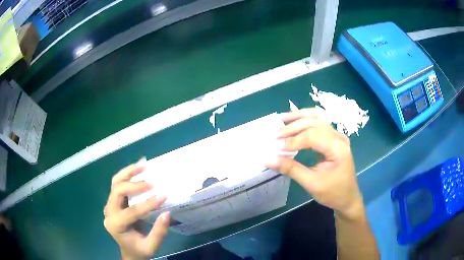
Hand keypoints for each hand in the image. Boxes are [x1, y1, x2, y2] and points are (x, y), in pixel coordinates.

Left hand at [103, 159, 170, 259]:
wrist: (129, 250)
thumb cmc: (139, 249)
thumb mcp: (151, 246)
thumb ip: (158, 232)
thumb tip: (166, 213)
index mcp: (116, 225)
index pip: (131, 211)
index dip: (148, 204)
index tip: (163, 196)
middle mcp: (109, 212)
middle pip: (117, 191)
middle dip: (135, 185)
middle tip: (153, 183)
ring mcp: (109, 204)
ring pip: (115, 182)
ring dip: (129, 172)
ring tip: (143, 165)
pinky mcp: (113, 200)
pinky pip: (117, 183)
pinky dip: (127, 174)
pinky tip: (138, 168)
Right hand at [267, 108, 363, 219]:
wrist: (348, 198)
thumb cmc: (333, 193)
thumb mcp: (311, 183)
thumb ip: (291, 169)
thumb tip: (268, 159)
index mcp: (338, 148)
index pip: (313, 136)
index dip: (293, 140)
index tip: (277, 148)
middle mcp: (339, 137)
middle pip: (314, 122)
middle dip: (293, 127)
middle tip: (276, 135)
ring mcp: (338, 136)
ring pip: (317, 118)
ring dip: (298, 117)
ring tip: (281, 119)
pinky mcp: (334, 138)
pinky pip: (319, 123)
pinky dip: (305, 120)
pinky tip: (294, 121)